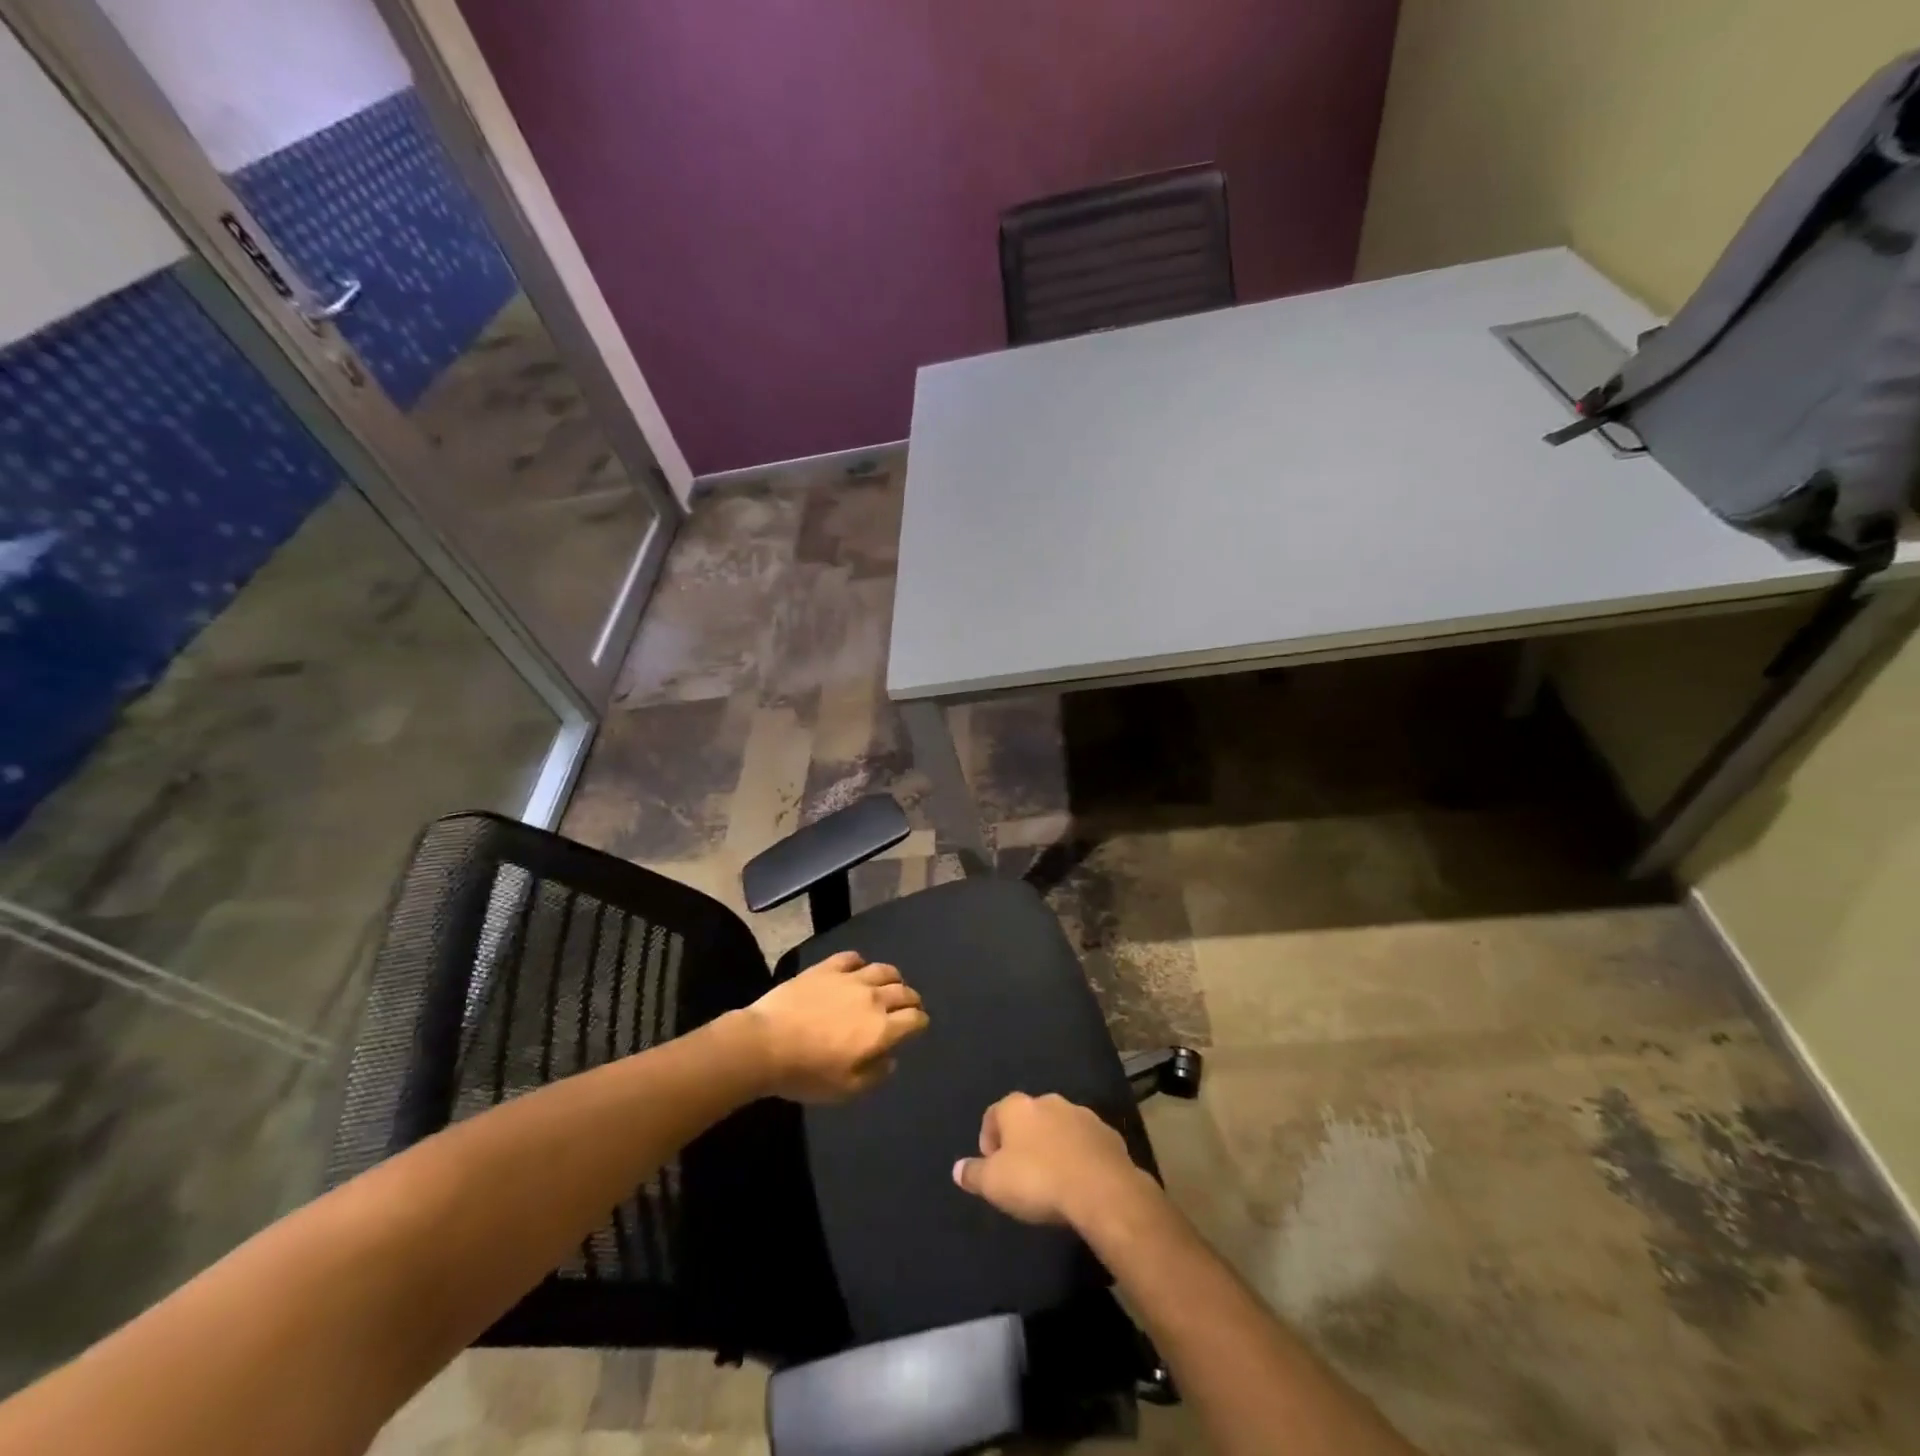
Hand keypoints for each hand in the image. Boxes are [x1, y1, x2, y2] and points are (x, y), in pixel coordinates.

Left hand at [742, 951, 929, 1102]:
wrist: (766, 1043)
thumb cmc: (807, 1073)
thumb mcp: (846, 1089)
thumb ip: (875, 1074)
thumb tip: (890, 1059)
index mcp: (882, 1029)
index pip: (915, 1019)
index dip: (920, 1023)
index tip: (917, 1027)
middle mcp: (873, 998)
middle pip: (904, 991)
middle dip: (911, 1000)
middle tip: (908, 1007)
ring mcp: (850, 978)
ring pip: (883, 970)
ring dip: (892, 978)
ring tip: (889, 985)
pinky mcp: (827, 967)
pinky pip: (852, 958)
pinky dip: (860, 963)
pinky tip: (856, 970)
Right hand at [952, 1093, 1158, 1229]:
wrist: (1101, 1189)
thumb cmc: (1038, 1181)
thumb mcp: (995, 1184)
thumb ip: (974, 1174)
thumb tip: (956, 1168)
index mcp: (1017, 1107)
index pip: (993, 1115)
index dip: (988, 1140)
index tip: (991, 1167)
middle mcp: (1048, 1101)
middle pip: (1027, 1118)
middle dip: (1022, 1141)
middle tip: (1021, 1173)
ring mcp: (1081, 1114)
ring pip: (1058, 1127)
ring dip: (1052, 1146)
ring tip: (1051, 1179)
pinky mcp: (1107, 1134)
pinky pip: (1085, 1142)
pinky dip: (1078, 1155)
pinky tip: (1078, 1181)